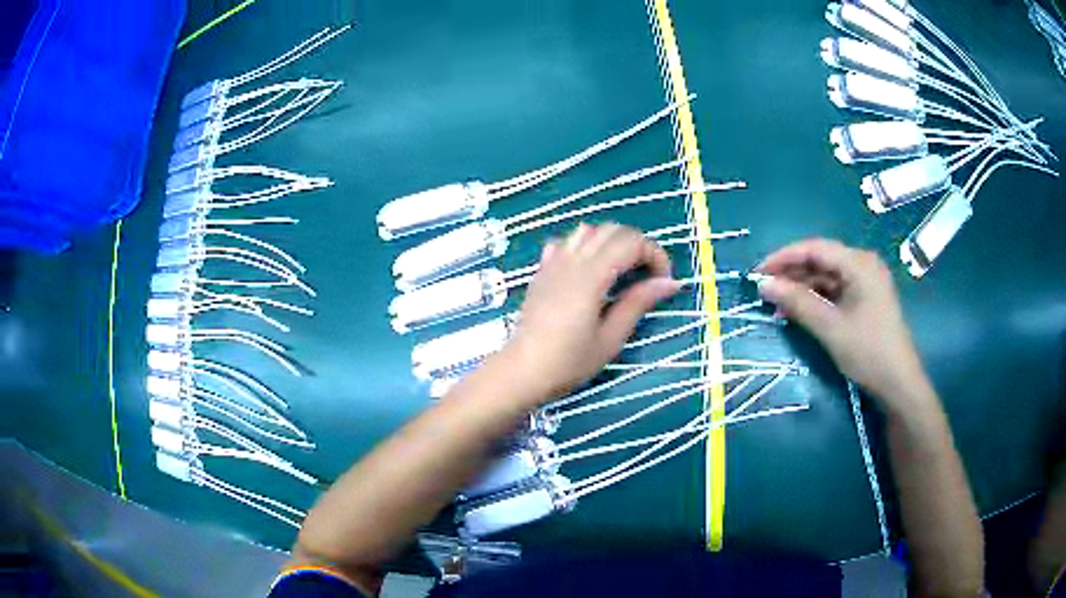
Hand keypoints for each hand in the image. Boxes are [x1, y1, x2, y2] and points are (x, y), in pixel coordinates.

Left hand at [502, 223, 680, 403]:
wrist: (523, 371)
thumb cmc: (569, 362)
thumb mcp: (611, 339)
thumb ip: (638, 304)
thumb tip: (670, 283)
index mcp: (591, 277)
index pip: (631, 242)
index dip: (655, 255)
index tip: (662, 281)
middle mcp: (572, 261)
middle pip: (612, 230)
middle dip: (637, 245)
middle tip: (647, 275)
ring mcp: (553, 263)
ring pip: (587, 230)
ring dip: (611, 242)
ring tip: (620, 270)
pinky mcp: (542, 271)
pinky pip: (565, 243)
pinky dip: (583, 246)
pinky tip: (587, 270)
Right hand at [755, 239, 930, 409]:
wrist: (898, 384)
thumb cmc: (868, 352)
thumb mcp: (830, 327)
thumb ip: (797, 302)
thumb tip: (763, 285)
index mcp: (859, 263)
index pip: (815, 248)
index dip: (784, 257)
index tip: (757, 273)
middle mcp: (863, 265)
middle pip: (820, 259)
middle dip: (791, 273)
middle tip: (764, 290)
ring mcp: (865, 282)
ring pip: (826, 276)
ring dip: (802, 287)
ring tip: (777, 304)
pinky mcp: (865, 299)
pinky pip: (835, 290)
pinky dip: (815, 298)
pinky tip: (798, 310)